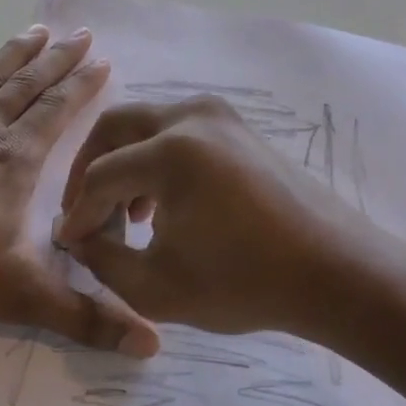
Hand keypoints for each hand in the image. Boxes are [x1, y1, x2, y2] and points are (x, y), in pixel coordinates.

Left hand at [0, 26, 157, 354]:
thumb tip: (151, 347)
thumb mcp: (20, 297)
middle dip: (58, 62)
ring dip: (14, 54)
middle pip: (28, 88)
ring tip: (38, 30)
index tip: (103, 61)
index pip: (57, 115)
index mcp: (15, 164)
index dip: (82, 88)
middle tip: (81, 35)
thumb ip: (85, 319)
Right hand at [51, 95, 359, 336]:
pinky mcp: (240, 129)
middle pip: (115, 127)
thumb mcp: (155, 287)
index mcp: (171, 151)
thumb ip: (102, 260)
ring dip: (123, 164)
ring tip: (124, 216)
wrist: (336, 274)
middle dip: (88, 170)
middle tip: (82, 212)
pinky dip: (156, 160)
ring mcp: (222, 117)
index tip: (68, 244)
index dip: (78, 214)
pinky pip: (180, 132)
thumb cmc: (245, 284)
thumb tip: (80, 237)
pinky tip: (162, 206)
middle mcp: (193, 117)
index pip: (99, 176)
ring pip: (147, 126)